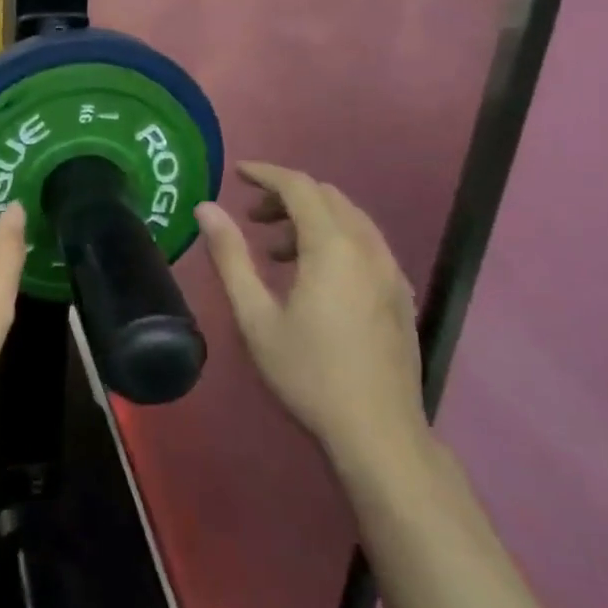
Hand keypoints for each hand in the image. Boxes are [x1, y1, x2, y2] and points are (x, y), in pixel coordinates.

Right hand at [194, 163, 427, 475]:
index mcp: (332, 248)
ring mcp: (391, 272)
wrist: (379, 433)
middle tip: (252, 218)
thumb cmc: (308, 373)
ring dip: (311, 219)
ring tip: (276, 252)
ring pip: (350, 219)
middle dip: (287, 196)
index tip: (237, 174)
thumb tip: (206, 209)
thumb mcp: (255, 316)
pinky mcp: (401, 295)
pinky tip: (315, 276)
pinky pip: (366, 244)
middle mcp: (368, 248)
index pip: (299, 187)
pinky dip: (335, 239)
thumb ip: (230, 256)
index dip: (266, 174)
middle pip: (327, 197)